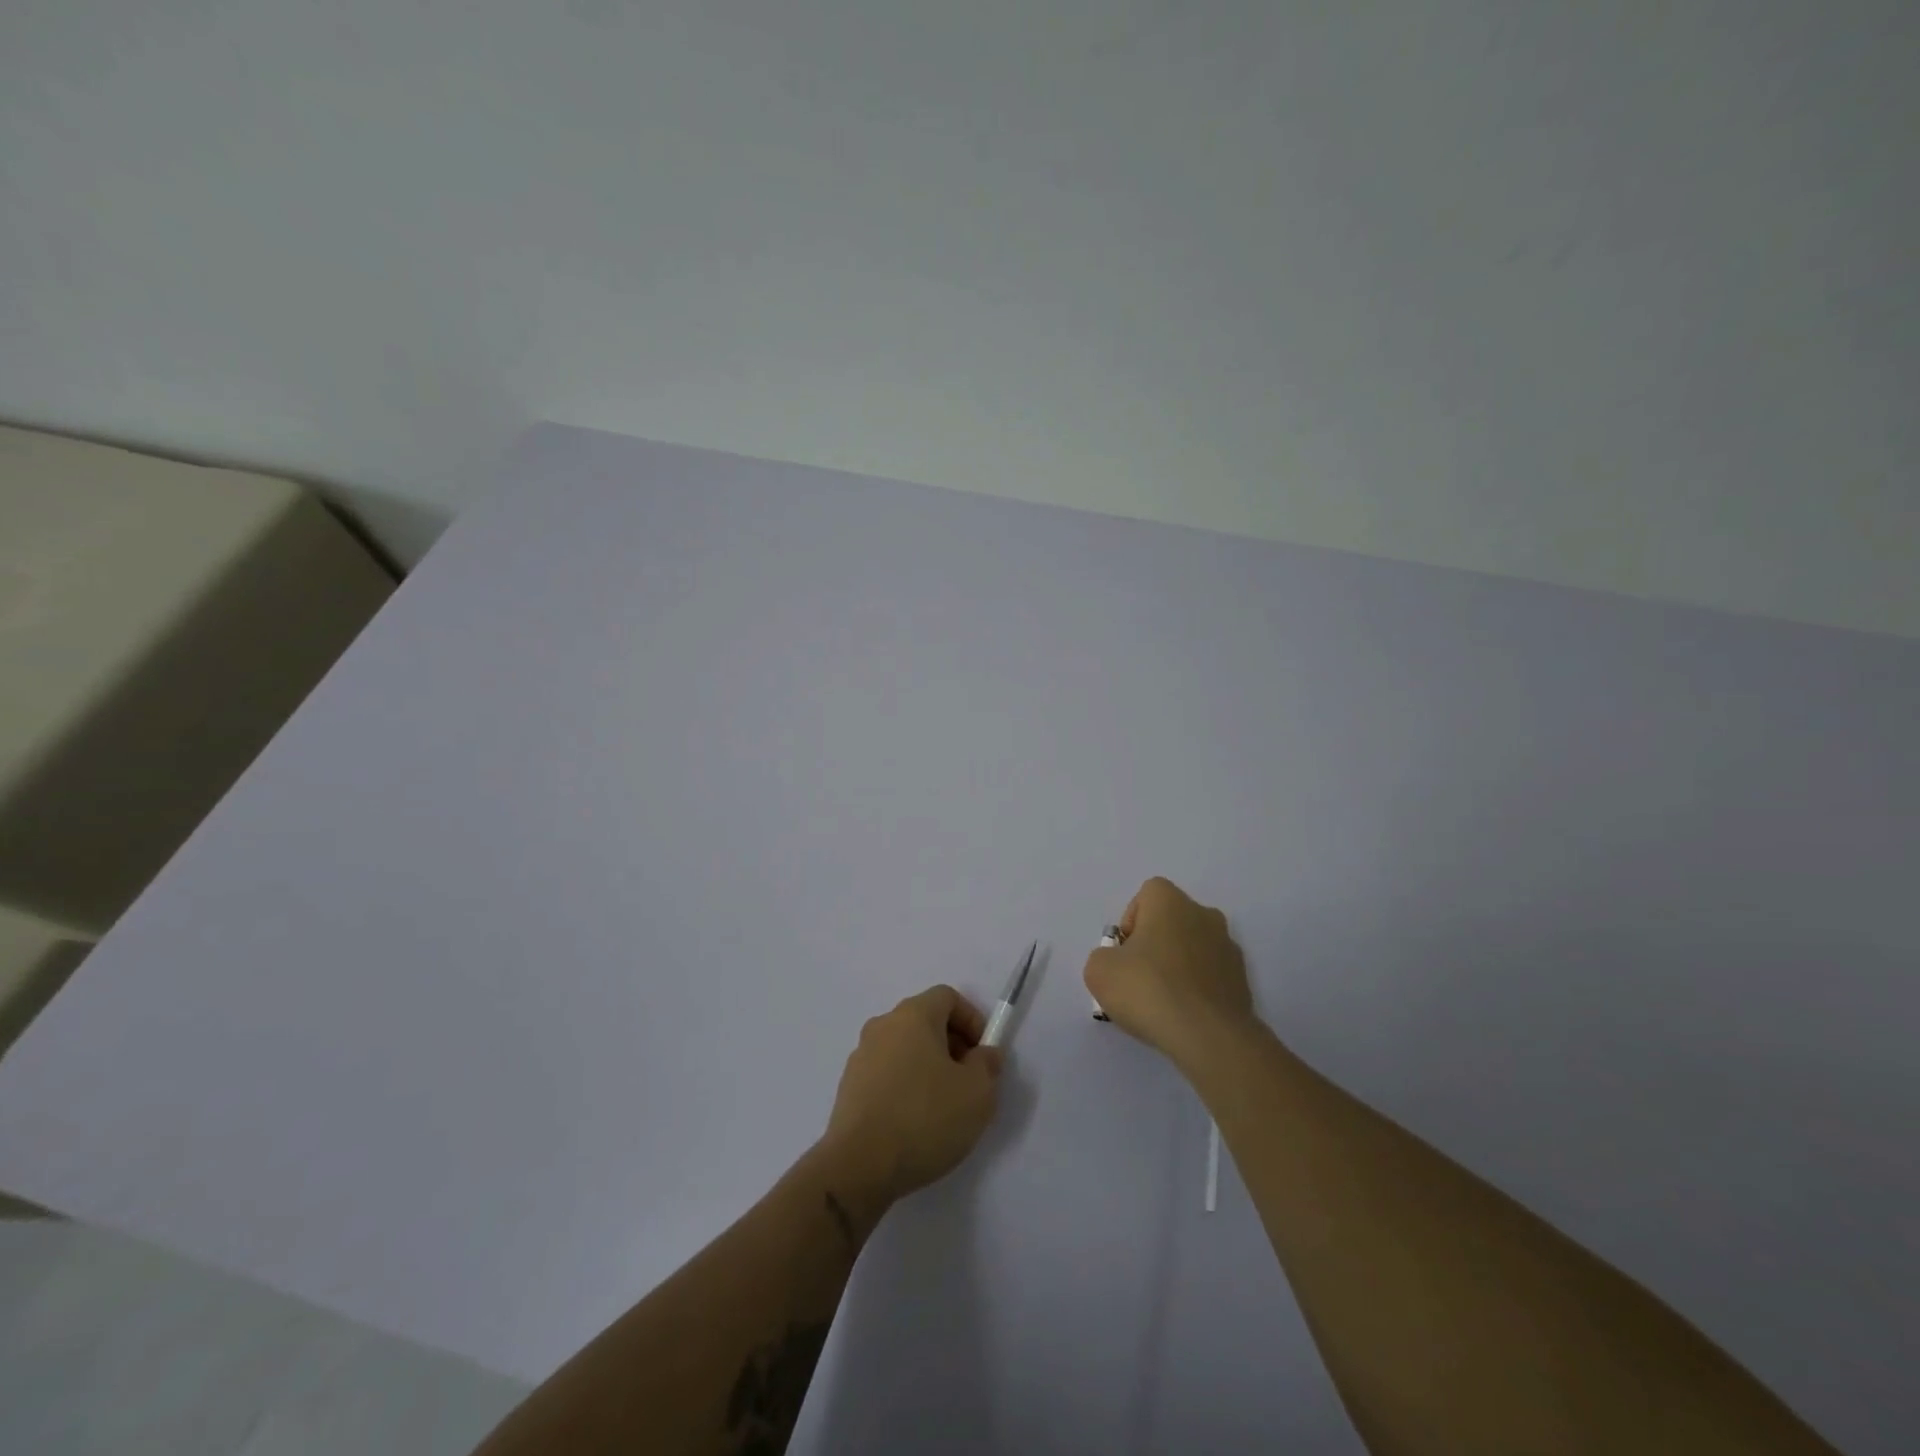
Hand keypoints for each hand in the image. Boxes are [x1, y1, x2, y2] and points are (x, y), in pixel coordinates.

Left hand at [820, 985, 1003, 1205]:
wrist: (858, 1166)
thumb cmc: (924, 1118)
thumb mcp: (977, 1093)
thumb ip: (987, 1065)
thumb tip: (983, 1053)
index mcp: (912, 1015)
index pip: (947, 997)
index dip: (971, 1020)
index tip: (982, 1054)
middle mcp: (883, 1026)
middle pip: (925, 1021)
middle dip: (951, 1045)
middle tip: (968, 1082)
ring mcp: (861, 1056)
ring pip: (904, 1048)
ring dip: (928, 1067)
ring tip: (942, 1107)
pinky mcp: (849, 1087)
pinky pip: (886, 1073)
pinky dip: (904, 1086)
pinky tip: (914, 1123)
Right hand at [1085, 877, 1257, 1065]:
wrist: (1208, 1036)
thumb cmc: (1148, 989)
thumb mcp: (1099, 971)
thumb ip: (1104, 957)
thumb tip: (1119, 963)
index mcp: (1171, 902)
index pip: (1147, 895)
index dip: (1131, 921)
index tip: (1125, 953)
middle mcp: (1204, 915)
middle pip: (1172, 921)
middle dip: (1155, 943)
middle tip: (1139, 978)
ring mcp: (1229, 948)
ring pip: (1194, 948)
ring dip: (1178, 966)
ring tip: (1162, 1003)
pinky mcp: (1242, 981)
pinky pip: (1210, 976)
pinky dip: (1197, 988)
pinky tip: (1185, 1015)